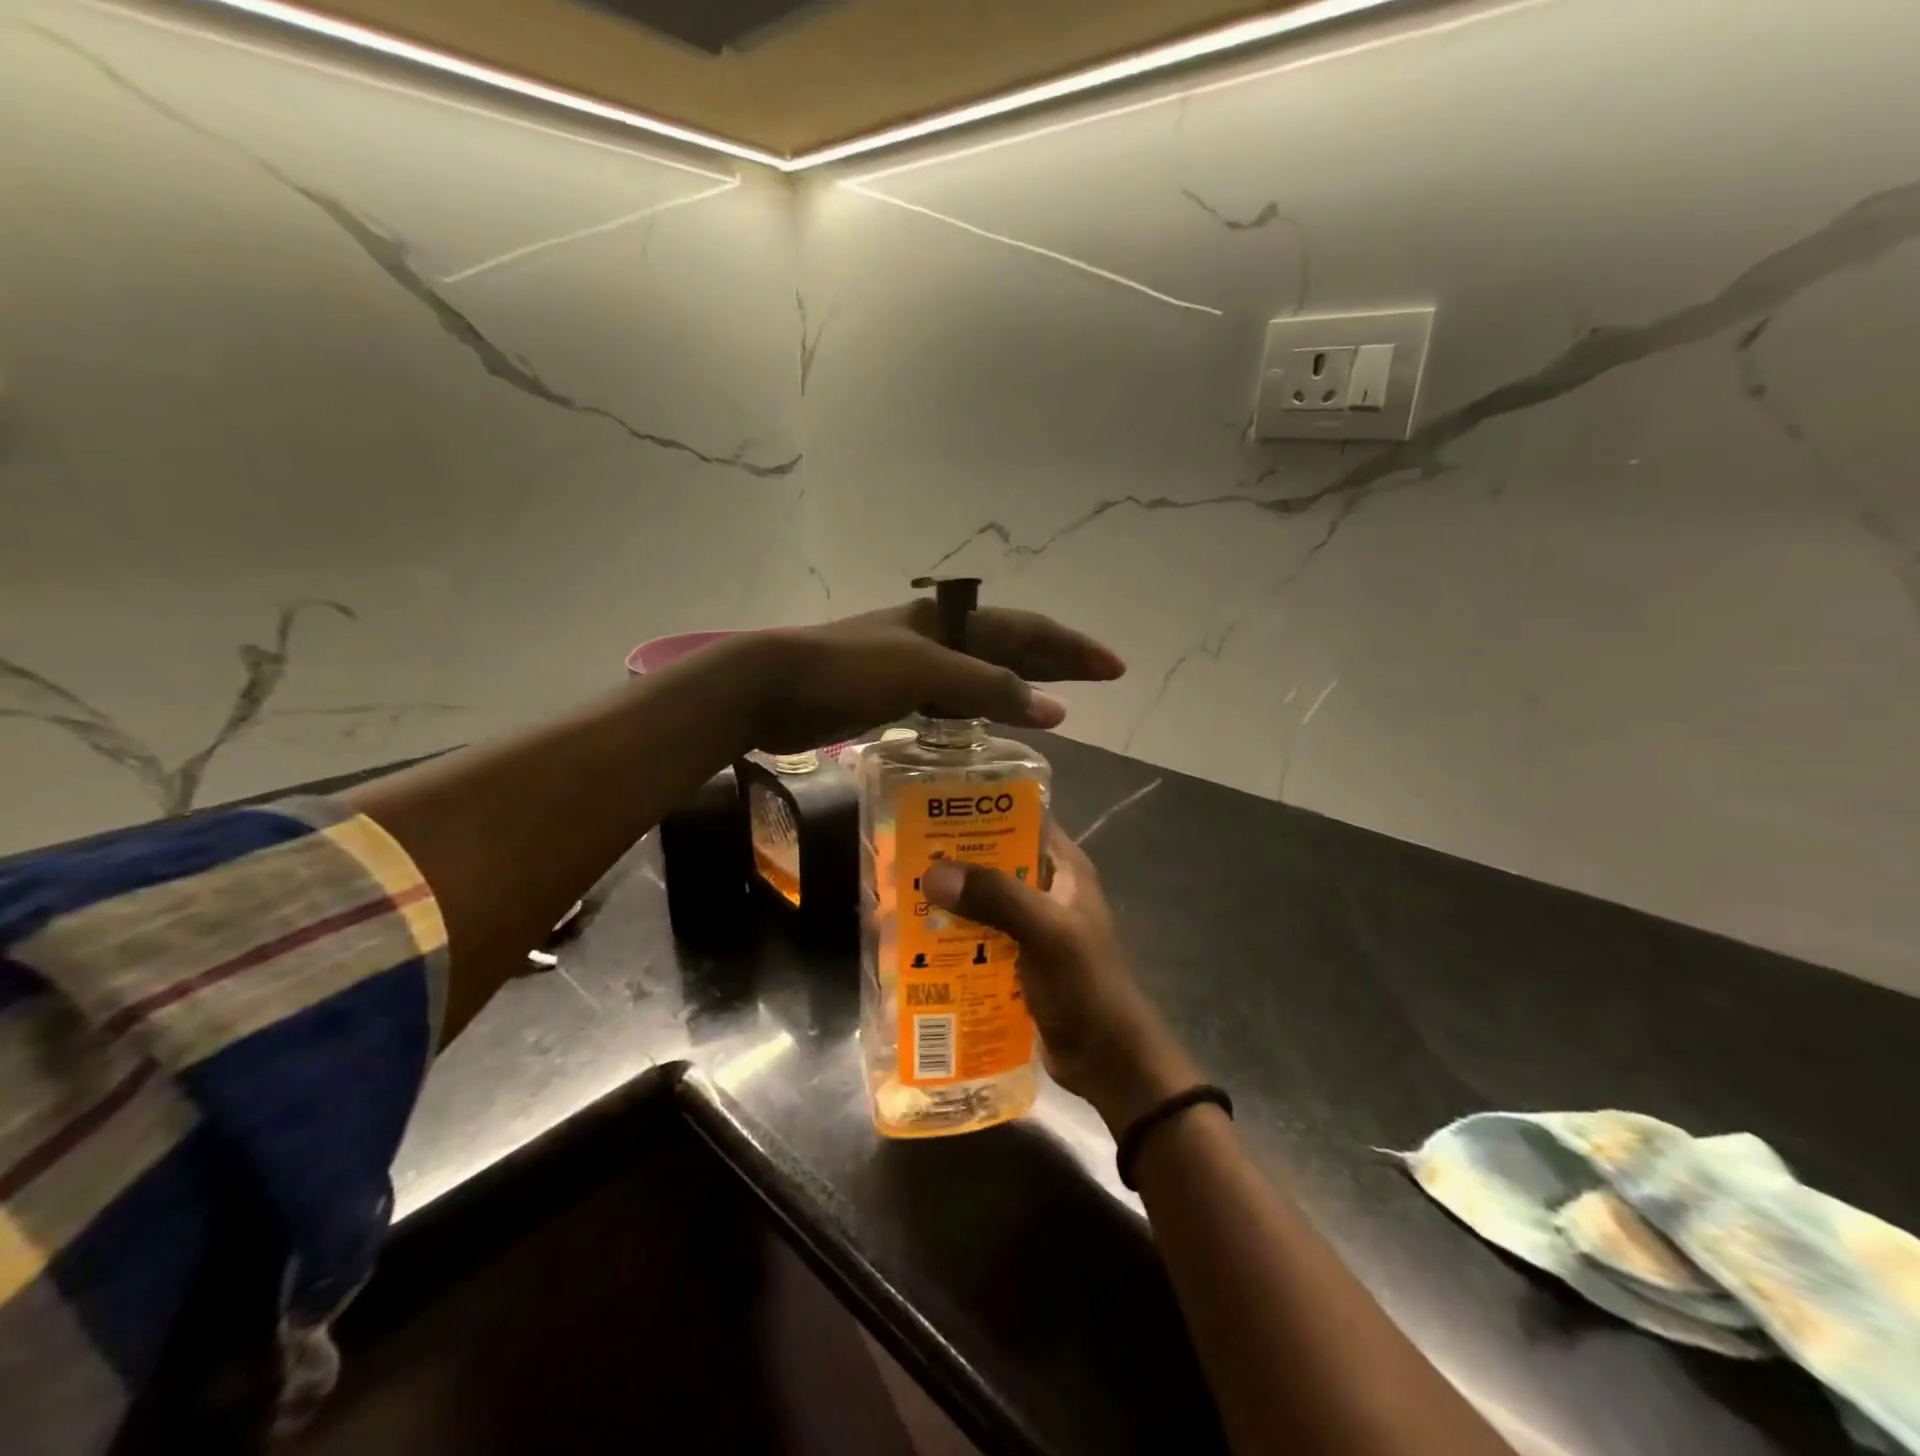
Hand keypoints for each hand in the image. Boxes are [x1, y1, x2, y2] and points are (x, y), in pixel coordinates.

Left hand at [743, 601, 1125, 752]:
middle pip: (1011, 647)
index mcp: (950, 623)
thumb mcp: (923, 671)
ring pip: (984, 674)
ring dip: (1022, 686)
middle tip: (1099, 680)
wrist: (773, 685)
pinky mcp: (894, 695)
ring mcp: (915, 667)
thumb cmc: (848, 671)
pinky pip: (954, 701)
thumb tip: (1054, 708)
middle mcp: (938, 639)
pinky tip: (991, 727)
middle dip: (1057, 662)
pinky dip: (981, 712)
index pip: (1027, 631)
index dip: (1072, 648)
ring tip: (1057, 707)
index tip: (1113, 668)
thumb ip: (987, 687)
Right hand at [921, 827, 1199, 1132]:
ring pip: (983, 900)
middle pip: (994, 859)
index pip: (1022, 817)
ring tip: (901, 895)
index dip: (981, 808)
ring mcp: (1031, 925)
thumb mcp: (1046, 932)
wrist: (1107, 1059)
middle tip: (904, 855)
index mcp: (1063, 867)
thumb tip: (933, 874)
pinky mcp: (1017, 958)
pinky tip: (919, 940)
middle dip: (954, 859)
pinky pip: (979, 936)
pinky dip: (954, 935)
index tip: (933, 805)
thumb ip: (995, 898)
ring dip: (950, 900)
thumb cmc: (1085, 984)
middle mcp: (1047, 888)